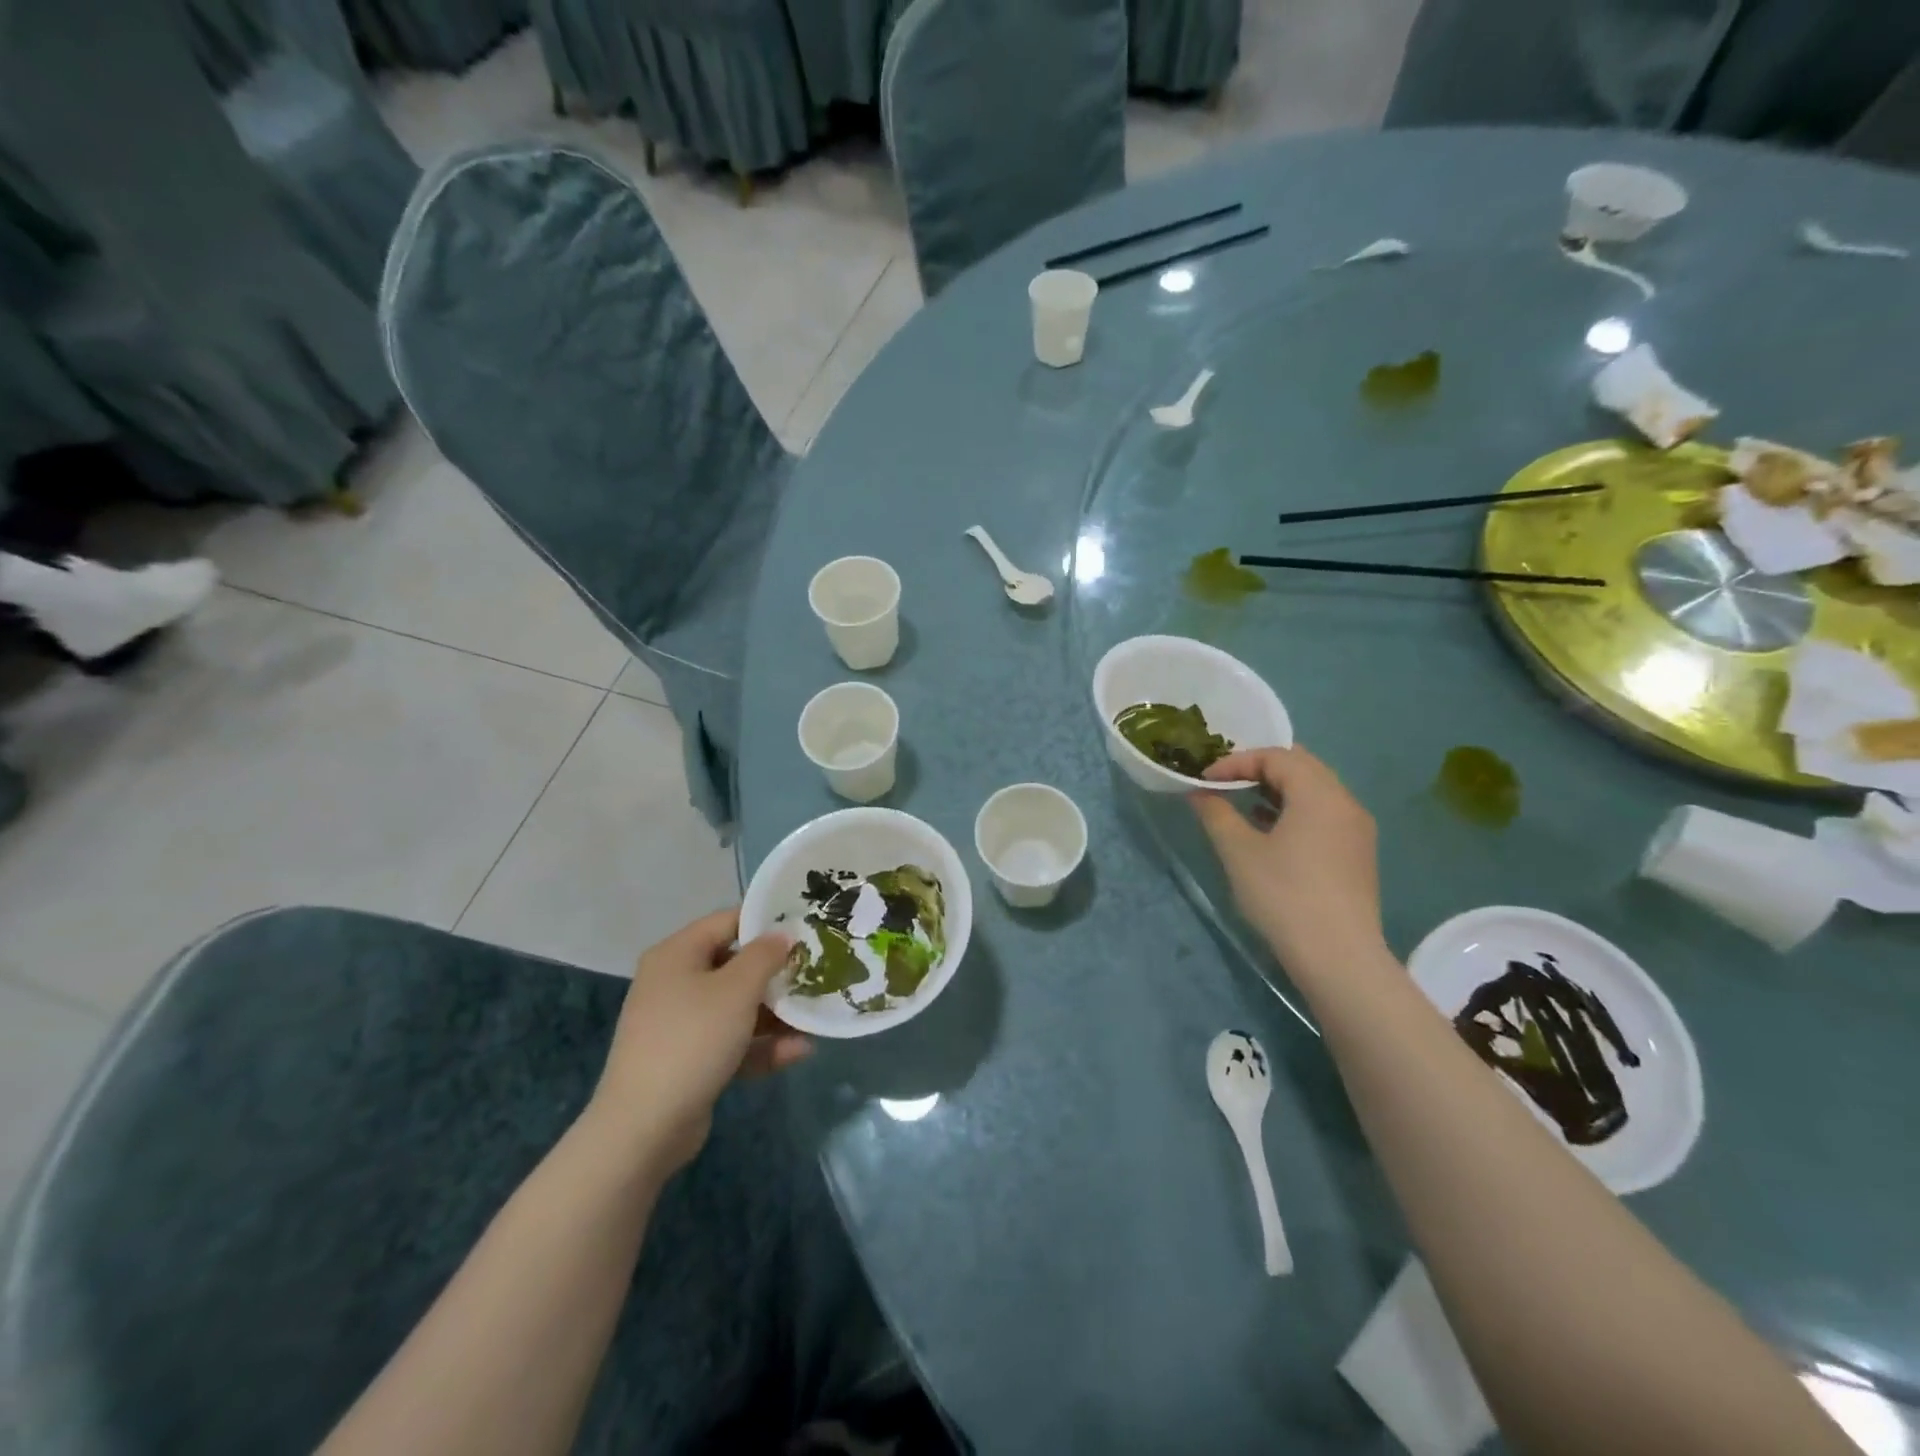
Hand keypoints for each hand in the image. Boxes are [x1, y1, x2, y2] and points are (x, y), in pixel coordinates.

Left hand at [587, 909, 810, 1175]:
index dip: (766, 922)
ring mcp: (680, 1024)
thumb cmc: (693, 1039)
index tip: (804, 930)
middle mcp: (674, 982)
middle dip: (776, 974)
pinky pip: (731, 1042)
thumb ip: (765, 955)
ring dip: (774, 1014)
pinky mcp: (688, 1061)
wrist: (644, 1127)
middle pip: (734, 966)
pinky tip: (799, 1052)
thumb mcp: (737, 989)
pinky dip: (761, 1045)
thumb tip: (783, 934)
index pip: (727, 921)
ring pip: (736, 1007)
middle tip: (814, 974)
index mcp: (677, 954)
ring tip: (813, 1018)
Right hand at [1189, 746, 1384, 974]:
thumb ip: (1216, 813)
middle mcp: (1345, 802)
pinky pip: (1324, 815)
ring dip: (1278, 790)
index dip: (1236, 761)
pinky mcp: (1358, 855)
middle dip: (1259, 769)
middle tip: (1225, 783)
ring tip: (1243, 805)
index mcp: (1319, 793)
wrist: (1338, 956)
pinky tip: (1270, 832)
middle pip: (1301, 767)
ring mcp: (1357, 830)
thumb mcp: (1238, 851)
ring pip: (1315, 791)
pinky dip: (1295, 811)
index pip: (1276, 757)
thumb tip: (1199, 793)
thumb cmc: (1283, 894)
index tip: (1205, 780)